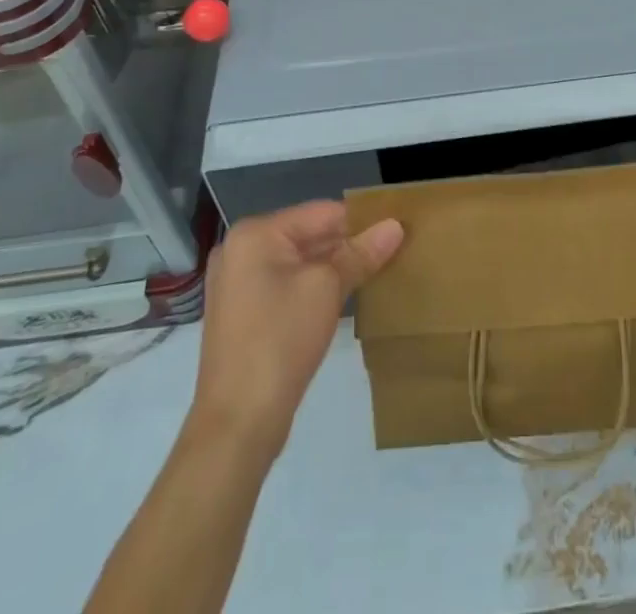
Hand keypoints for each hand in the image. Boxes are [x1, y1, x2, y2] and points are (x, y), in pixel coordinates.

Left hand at [189, 201, 403, 454]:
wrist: (237, 423)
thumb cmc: (281, 339)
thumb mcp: (327, 288)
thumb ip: (361, 253)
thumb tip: (396, 226)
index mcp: (255, 234)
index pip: (322, 212)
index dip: (362, 220)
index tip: (398, 228)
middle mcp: (241, 250)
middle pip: (309, 234)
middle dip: (349, 244)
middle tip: (393, 250)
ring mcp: (238, 283)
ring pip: (301, 261)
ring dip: (335, 266)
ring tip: (378, 270)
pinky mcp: (244, 313)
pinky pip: (288, 284)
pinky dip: (316, 286)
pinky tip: (346, 296)